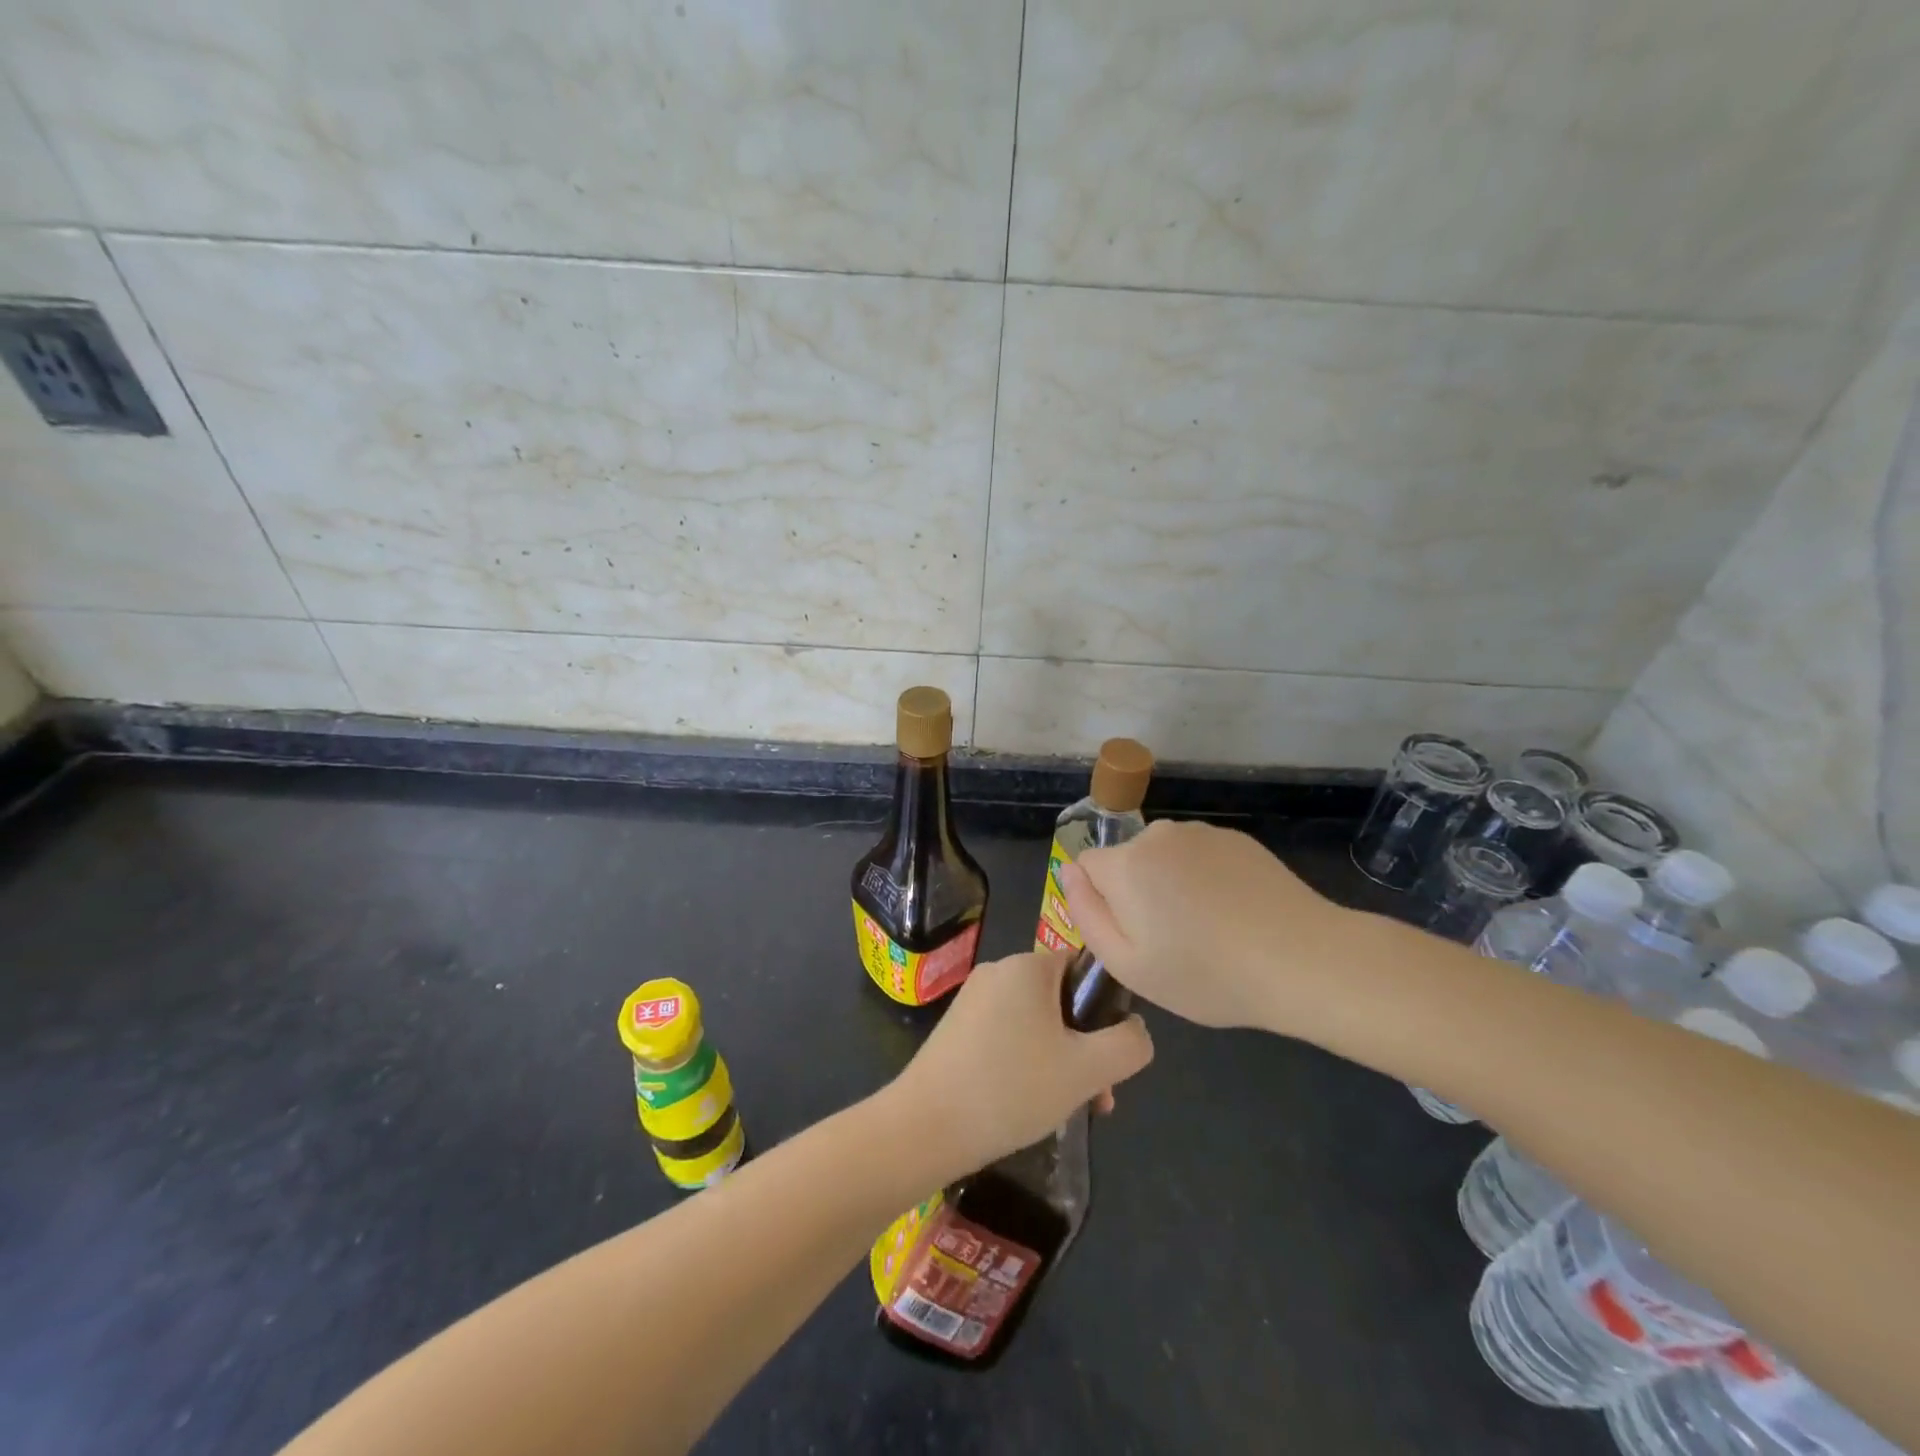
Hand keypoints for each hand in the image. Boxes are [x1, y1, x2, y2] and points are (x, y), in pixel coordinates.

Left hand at [888, 951, 1153, 1174]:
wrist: (925, 1127)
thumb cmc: (1011, 1088)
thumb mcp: (1087, 1070)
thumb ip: (1128, 1045)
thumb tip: (1136, 1029)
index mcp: (1027, 966)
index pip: (1083, 968)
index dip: (1106, 1009)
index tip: (1110, 1056)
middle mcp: (998, 971)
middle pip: (1061, 1000)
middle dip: (1085, 1046)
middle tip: (1096, 1097)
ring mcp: (973, 1000)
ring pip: (1036, 1023)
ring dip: (1060, 1061)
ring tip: (1067, 1110)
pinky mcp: (956, 1029)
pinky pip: (1008, 1036)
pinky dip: (1027, 1064)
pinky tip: (1028, 1106)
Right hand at [1060, 820, 1354, 1034]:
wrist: (1303, 960)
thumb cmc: (1207, 974)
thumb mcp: (1128, 965)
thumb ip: (1086, 914)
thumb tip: (1069, 872)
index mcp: (1126, 863)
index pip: (1087, 867)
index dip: (1102, 904)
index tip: (1134, 936)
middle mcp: (1158, 835)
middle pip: (1126, 861)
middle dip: (1137, 893)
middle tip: (1172, 942)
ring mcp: (1202, 833)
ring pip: (1164, 858)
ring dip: (1172, 885)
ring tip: (1209, 930)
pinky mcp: (1237, 839)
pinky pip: (1200, 857)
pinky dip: (1206, 880)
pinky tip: (1235, 914)